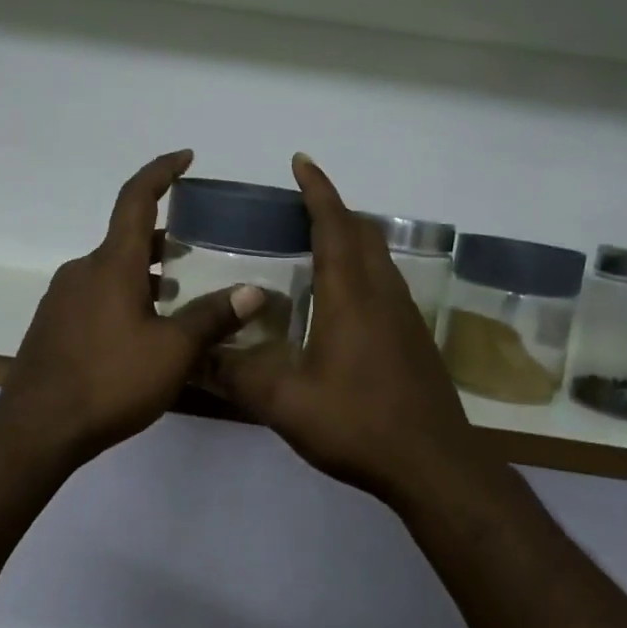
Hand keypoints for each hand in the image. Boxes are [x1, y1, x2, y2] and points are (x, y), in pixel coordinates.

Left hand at [0, 150, 265, 466]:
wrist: (37, 428)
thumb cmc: (110, 381)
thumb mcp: (173, 351)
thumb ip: (212, 317)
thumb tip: (254, 292)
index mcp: (112, 264)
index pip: (136, 199)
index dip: (161, 172)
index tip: (186, 157)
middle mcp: (83, 270)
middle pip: (127, 238)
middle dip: (164, 238)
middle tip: (199, 251)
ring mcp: (63, 297)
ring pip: (112, 270)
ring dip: (146, 273)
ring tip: (180, 295)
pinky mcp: (54, 324)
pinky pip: (96, 294)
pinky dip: (125, 295)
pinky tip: (143, 330)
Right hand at [207, 155, 480, 502]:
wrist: (433, 464)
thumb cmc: (358, 424)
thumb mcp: (285, 403)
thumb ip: (237, 376)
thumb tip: (193, 359)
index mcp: (350, 295)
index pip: (334, 225)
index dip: (318, 190)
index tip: (301, 162)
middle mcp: (382, 293)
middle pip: (362, 232)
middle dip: (333, 209)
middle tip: (299, 206)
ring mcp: (404, 315)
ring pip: (378, 257)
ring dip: (351, 238)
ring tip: (315, 244)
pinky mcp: (414, 337)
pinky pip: (386, 282)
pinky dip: (362, 268)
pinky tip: (341, 299)